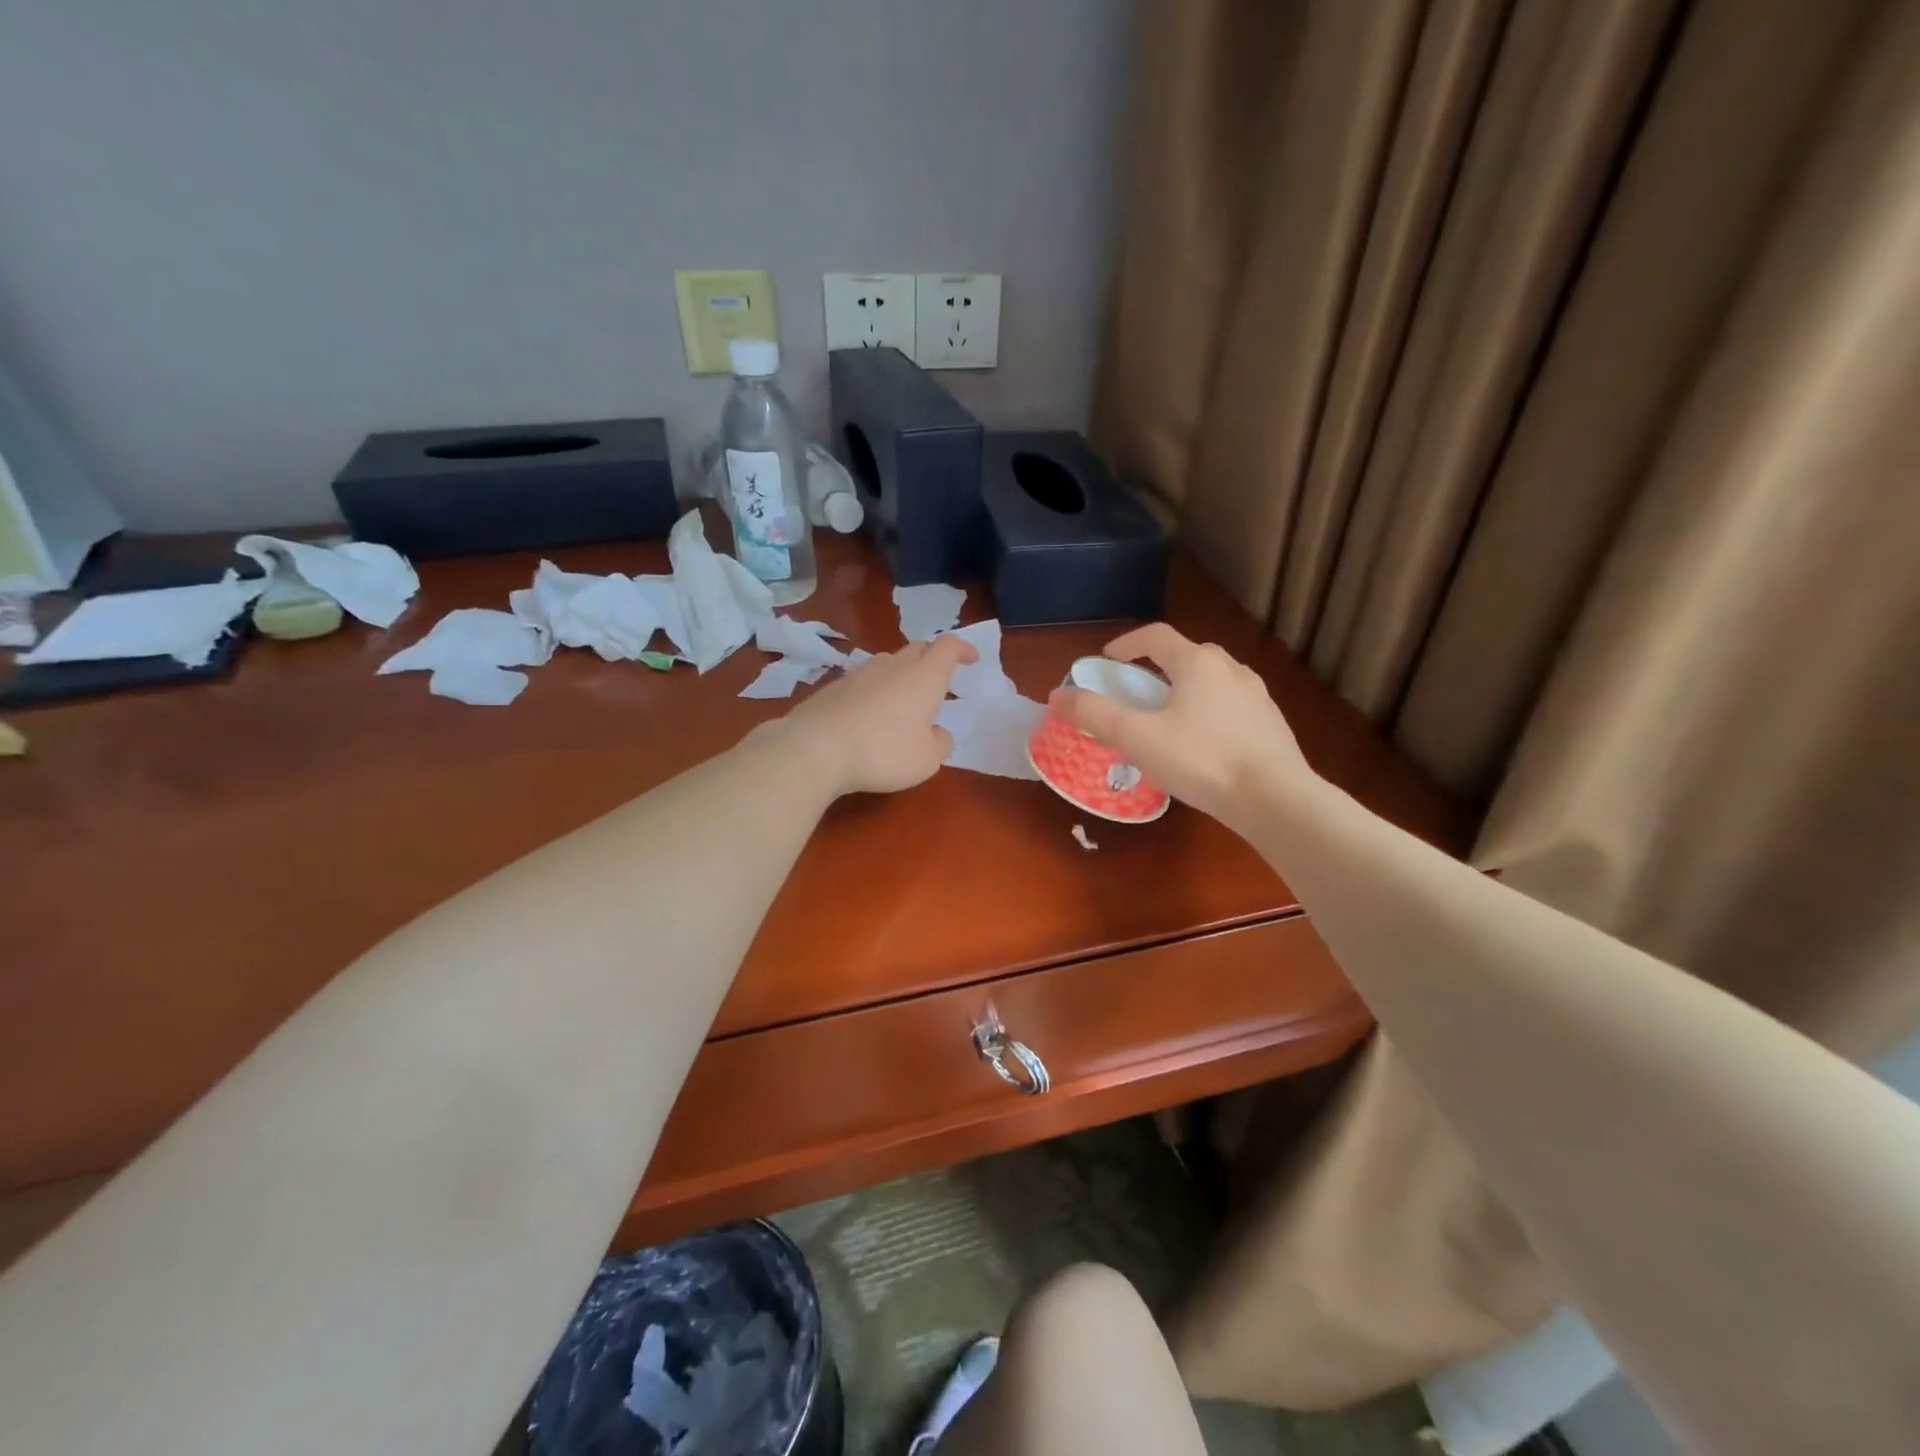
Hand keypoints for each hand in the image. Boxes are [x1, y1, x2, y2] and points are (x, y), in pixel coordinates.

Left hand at [777, 635, 978, 795]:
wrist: (815, 748)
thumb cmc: (884, 751)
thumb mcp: (926, 759)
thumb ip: (940, 743)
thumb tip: (937, 733)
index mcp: (924, 676)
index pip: (948, 646)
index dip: (962, 649)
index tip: (971, 659)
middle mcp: (893, 666)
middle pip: (917, 649)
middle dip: (932, 659)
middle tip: (939, 682)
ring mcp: (859, 673)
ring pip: (888, 663)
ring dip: (901, 675)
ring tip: (904, 701)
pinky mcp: (833, 688)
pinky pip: (863, 682)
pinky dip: (875, 692)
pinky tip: (870, 716)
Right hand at [1051, 623, 1312, 823]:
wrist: (1275, 799)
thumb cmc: (1200, 760)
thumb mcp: (1137, 738)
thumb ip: (1094, 714)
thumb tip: (1058, 694)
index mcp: (1198, 663)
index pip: (1156, 635)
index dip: (1127, 643)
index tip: (1107, 660)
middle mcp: (1231, 670)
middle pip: (1188, 654)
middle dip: (1158, 667)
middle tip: (1139, 691)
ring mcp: (1257, 696)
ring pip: (1213, 680)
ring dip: (1186, 689)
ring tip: (1170, 719)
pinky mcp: (1271, 724)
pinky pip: (1232, 705)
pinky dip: (1210, 711)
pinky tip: (1203, 744)